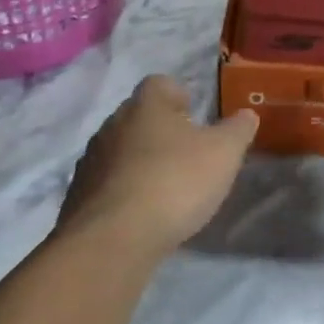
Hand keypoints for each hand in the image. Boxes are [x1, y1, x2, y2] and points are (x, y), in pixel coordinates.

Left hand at [58, 77, 257, 261]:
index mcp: (146, 105)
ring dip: (140, 162)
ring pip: (120, 150)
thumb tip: (246, 114)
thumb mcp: (224, 153)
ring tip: (165, 187)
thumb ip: (238, 130)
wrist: (112, 240)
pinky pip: (106, 184)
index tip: (195, 116)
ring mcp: (90, 161)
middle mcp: (112, 124)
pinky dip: (123, 191)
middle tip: (186, 153)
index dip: (179, 95)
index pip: (160, 84)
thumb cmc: (174, 182)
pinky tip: (142, 214)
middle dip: (160, 130)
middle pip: (138, 116)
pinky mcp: (77, 196)